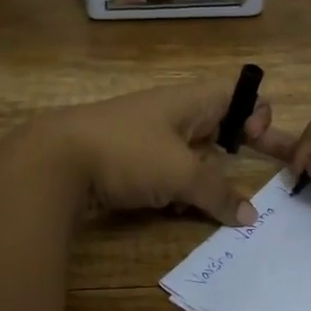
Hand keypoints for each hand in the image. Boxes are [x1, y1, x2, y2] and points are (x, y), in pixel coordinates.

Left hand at [34, 78, 274, 225]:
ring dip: (199, 177)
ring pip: (187, 154)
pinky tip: (169, 208)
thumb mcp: (181, 174)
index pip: (235, 94)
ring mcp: (142, 136)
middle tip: (241, 182)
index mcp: (188, 101)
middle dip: (228, 153)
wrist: (54, 160)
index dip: (254, 112)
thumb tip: (250, 216)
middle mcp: (168, 112)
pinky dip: (171, 188)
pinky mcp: (122, 159)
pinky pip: (160, 171)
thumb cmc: (128, 153)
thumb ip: (218, 194)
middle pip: (213, 126)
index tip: (256, 142)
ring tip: (204, 201)